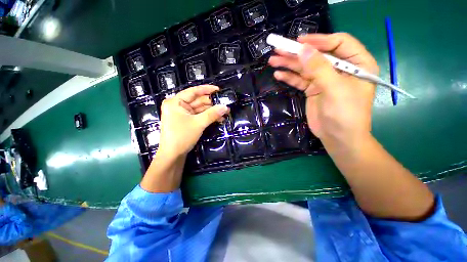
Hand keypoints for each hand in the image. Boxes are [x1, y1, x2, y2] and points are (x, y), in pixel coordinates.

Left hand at [157, 85, 228, 157]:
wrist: (173, 156)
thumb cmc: (182, 136)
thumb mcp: (198, 123)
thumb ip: (212, 114)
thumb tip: (225, 107)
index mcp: (176, 102)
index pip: (193, 91)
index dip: (207, 90)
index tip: (218, 90)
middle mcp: (178, 106)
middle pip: (198, 101)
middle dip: (212, 104)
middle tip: (225, 104)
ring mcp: (182, 114)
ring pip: (200, 109)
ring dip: (212, 111)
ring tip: (224, 113)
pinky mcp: (187, 121)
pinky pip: (199, 116)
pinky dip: (208, 117)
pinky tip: (218, 119)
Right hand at [268, 33, 378, 151]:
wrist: (337, 137)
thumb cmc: (345, 114)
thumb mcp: (335, 89)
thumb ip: (319, 69)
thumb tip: (303, 50)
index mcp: (356, 63)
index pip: (338, 43)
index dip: (318, 41)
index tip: (299, 42)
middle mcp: (340, 68)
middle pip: (317, 55)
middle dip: (297, 52)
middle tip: (278, 49)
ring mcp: (324, 79)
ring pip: (305, 68)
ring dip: (289, 64)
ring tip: (273, 60)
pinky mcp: (313, 89)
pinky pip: (300, 80)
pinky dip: (289, 77)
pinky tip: (278, 74)